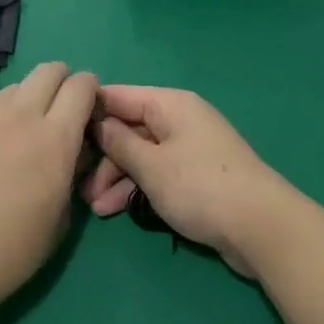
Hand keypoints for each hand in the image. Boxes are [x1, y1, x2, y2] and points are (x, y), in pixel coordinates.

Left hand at [0, 62, 96, 318]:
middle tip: (60, 112)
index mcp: (55, 140)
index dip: (91, 91)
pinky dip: (1, 116)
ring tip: (22, 133)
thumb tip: (74, 152)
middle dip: (62, 82)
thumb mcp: (60, 220)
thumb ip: (72, 174)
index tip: (89, 110)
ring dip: (30, 98)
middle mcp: (22, 116)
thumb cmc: (8, 252)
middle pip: (50, 70)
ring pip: (18, 86)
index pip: (82, 86)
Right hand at [82, 86, 302, 278]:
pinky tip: (118, 210)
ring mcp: (190, 147)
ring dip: (118, 178)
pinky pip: (158, 172)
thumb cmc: (200, 187)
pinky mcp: (197, 175)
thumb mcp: (152, 166)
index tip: (60, 129)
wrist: (262, 227)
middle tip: (79, 187)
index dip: (90, 111)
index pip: (119, 96)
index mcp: (169, 104)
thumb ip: (120, 143)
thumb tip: (97, 123)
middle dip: (104, 156)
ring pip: (142, 153)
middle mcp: (179, 119)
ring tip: (95, 209)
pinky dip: (138, 187)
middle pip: (130, 127)